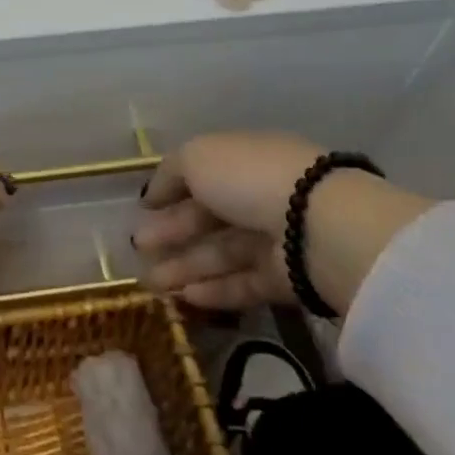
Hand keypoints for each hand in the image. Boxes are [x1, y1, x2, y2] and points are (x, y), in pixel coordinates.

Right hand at [136, 131, 430, 312]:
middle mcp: (261, 194)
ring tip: (150, 283)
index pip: (202, 175)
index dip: (170, 191)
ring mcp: (277, 237)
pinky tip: (184, 297)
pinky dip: (214, 290)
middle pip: (209, 216)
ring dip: (185, 266)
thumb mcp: (197, 157)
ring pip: (222, 252)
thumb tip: (152, 196)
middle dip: (172, 232)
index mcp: (244, 159)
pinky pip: (244, 282)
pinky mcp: (288, 278)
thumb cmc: (249, 178)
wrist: (316, 225)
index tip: (142, 211)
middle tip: (138, 248)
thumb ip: (170, 173)